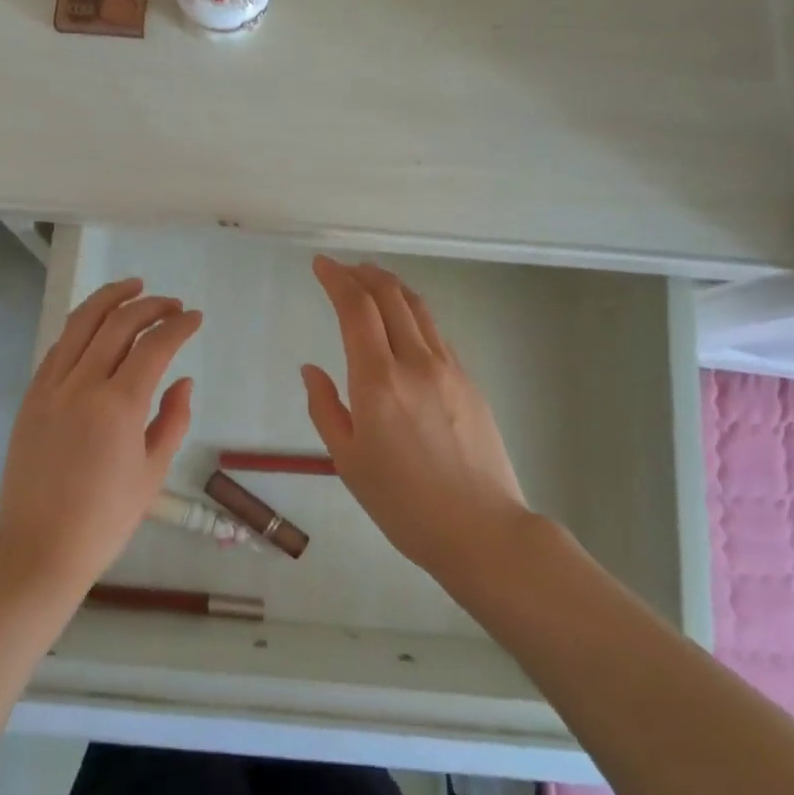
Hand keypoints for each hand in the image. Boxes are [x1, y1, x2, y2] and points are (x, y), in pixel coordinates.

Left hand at [0, 277, 202, 592]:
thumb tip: (182, 380)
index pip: (154, 345)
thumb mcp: (152, 473)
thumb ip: (172, 419)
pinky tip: (96, 326)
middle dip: (150, 305)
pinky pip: (58, 347)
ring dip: (109, 299)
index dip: (178, 325)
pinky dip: (81, 327)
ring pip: (81, 323)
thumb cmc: (104, 519)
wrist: (38, 548)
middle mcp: (82, 385)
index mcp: (118, 405)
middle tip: (171, 304)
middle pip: (118, 323)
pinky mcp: (31, 397)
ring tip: (132, 287)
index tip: (194, 318)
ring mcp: (51, 387)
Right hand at [301, 256, 528, 581]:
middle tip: (343, 268)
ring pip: (417, 307)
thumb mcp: (348, 461)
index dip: (337, 278)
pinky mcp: (469, 380)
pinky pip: (435, 332)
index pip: (356, 308)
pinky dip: (412, 312)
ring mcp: (448, 368)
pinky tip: (403, 322)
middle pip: (390, 295)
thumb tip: (311, 369)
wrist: (482, 530)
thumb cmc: (403, 504)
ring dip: (390, 286)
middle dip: (363, 273)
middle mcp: (415, 362)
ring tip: (372, 280)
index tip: (321, 264)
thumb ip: (325, 408)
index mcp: (378, 381)